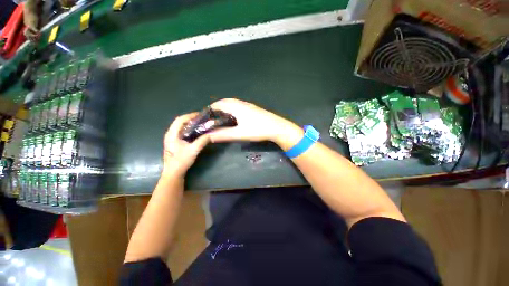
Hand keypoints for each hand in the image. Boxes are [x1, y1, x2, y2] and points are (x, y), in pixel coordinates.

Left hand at [163, 113, 210, 176]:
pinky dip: (189, 129)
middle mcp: (170, 134)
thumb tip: (211, 134)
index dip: (190, 116)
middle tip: (201, 119)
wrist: (173, 172)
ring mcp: (171, 138)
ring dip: (190, 123)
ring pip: (180, 126)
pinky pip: (182, 131)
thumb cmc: (181, 161)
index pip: (180, 120)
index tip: (200, 115)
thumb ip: (202, 141)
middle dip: (190, 118)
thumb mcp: (193, 150)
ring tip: (200, 123)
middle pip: (180, 122)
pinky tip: (196, 131)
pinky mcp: (174, 142)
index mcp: (172, 134)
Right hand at [209, 98, 299, 143]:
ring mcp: (249, 105)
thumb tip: (209, 136)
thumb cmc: (258, 130)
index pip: (219, 104)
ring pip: (233, 103)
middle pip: (226, 102)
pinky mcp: (254, 109)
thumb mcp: (240, 134)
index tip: (205, 115)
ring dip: (225, 107)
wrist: (277, 127)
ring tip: (221, 116)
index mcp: (236, 107)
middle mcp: (242, 103)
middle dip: (217, 107)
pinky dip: (233, 108)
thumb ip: (224, 135)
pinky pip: (239, 106)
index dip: (211, 108)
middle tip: (212, 116)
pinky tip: (235, 116)